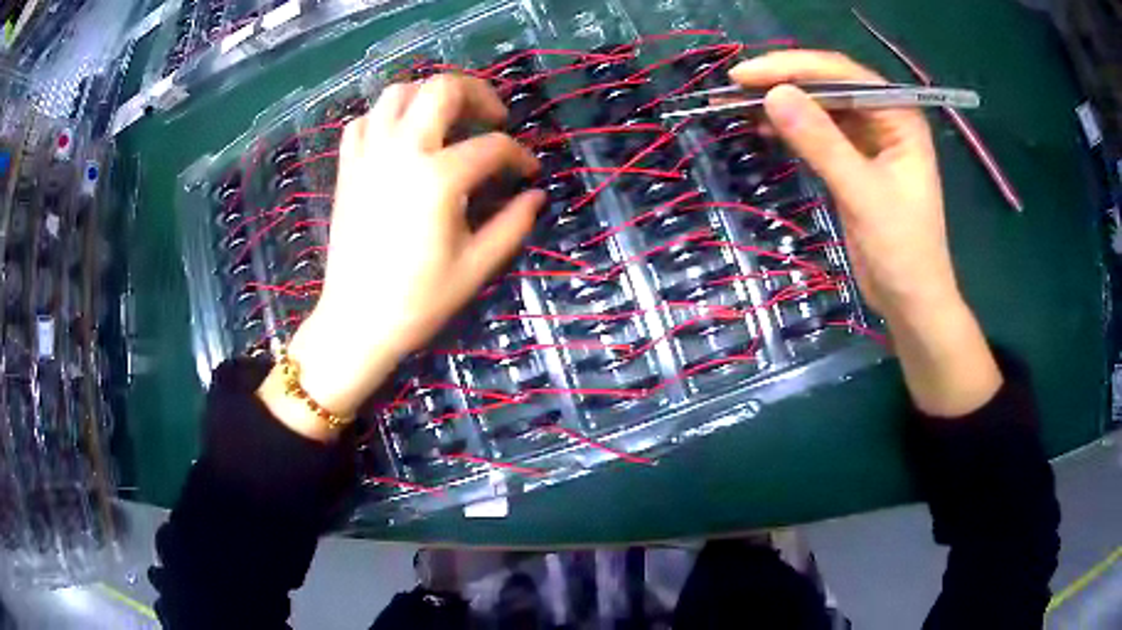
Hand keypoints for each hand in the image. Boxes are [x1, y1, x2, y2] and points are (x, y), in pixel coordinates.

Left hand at [259, 75, 543, 438]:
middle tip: (492, 118)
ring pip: (398, 92)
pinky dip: (386, 117)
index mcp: (438, 178)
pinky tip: (401, 137)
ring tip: (447, 120)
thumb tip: (535, 194)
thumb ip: (512, 223)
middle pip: (442, 89)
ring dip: (429, 96)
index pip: (493, 147)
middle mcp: (402, 151)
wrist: (356, 321)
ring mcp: (369, 155)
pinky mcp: (347, 168)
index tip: (528, 173)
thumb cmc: (418, 300)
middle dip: (477, 93)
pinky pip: (365, 121)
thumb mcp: (477, 265)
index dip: (519, 156)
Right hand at [730, 51, 1000, 415]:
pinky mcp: (853, 161)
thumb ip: (822, 144)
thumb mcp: (863, 195)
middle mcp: (885, 118)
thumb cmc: (902, 252)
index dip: (793, 68)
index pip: (843, 74)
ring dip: (782, 104)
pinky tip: (763, 129)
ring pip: (819, 107)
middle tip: (734, 86)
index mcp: (899, 116)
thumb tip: (773, 96)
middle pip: (829, 84)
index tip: (745, 75)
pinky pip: (817, 133)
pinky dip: (790, 129)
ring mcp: (869, 140)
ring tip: (738, 104)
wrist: (911, 302)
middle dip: (783, 82)